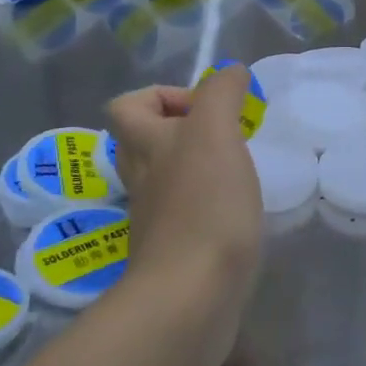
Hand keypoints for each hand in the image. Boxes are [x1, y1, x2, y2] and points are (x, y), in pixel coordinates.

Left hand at [104, 64, 263, 327]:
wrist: (193, 293)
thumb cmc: (204, 204)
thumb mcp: (215, 133)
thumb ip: (222, 95)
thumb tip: (231, 71)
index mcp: (146, 146)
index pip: (128, 106)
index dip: (162, 96)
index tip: (207, 108)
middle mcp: (143, 179)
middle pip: (144, 143)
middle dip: (181, 131)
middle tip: (224, 136)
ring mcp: (157, 218)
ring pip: (165, 179)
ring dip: (196, 167)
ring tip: (235, 168)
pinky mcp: (177, 251)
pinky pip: (186, 213)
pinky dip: (207, 204)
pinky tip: (236, 208)